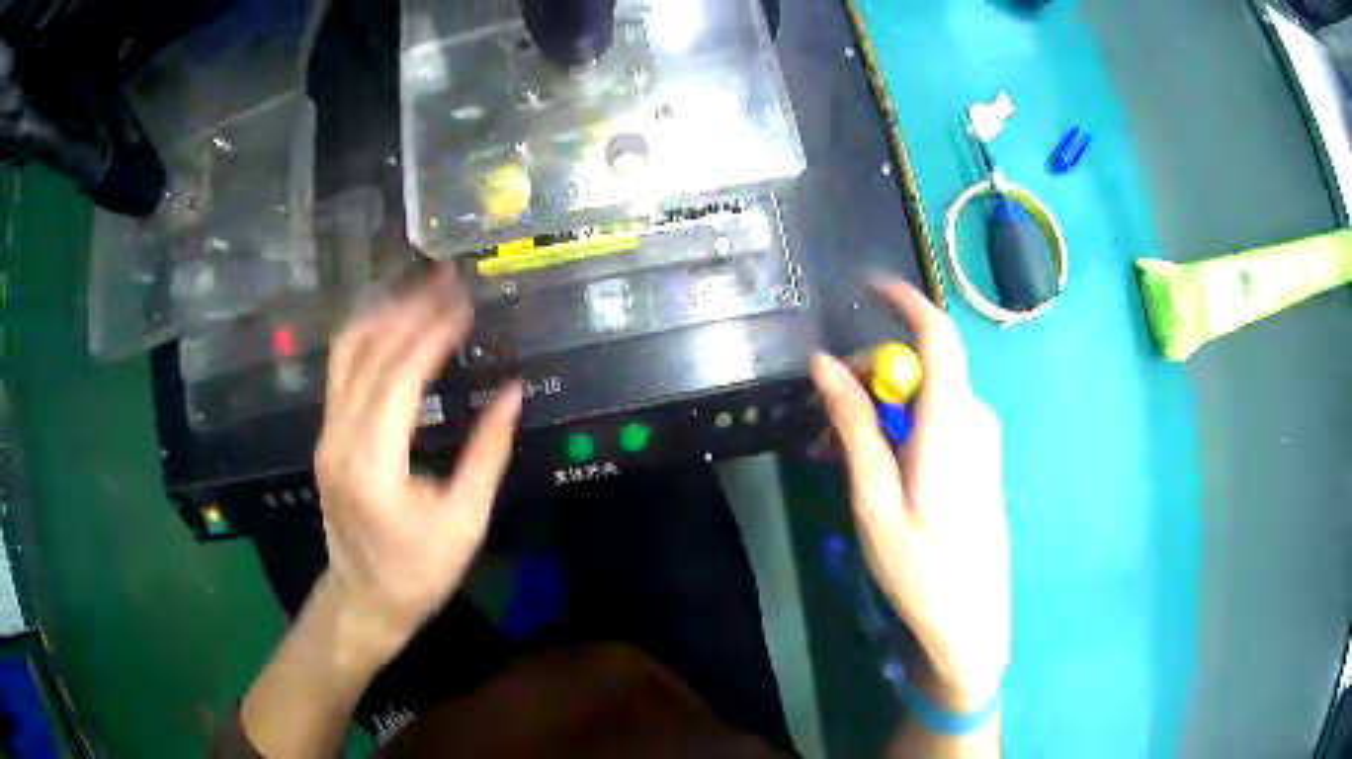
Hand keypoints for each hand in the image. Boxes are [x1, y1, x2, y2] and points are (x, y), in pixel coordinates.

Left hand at [313, 268, 522, 660]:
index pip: (400, 376)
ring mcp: (327, 433)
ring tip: (421, 290)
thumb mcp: (465, 522)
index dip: (432, 332)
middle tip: (447, 279)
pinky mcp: (328, 435)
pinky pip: (343, 371)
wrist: (364, 600)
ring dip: (384, 315)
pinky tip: (394, 325)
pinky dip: (369, 338)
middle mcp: (340, 437)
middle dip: (410, 309)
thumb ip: (487, 453)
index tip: (465, 302)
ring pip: (347, 353)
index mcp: (373, 463)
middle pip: (369, 352)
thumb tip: (513, 393)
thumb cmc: (419, 572)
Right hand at [811, 279, 1007, 709]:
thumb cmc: (920, 567)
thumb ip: (855, 427)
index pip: (937, 334)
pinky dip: (905, 425)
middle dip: (875, 371)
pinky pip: (941, 420)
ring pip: (930, 395)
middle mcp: (975, 419)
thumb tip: (825, 365)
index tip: (866, 286)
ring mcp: (983, 440)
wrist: (970, 621)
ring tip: (842, 450)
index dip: (904, 300)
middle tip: (827, 410)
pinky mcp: (982, 460)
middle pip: (926, 365)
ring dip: (886, 405)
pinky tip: (879, 466)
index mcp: (952, 422)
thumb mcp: (875, 500)